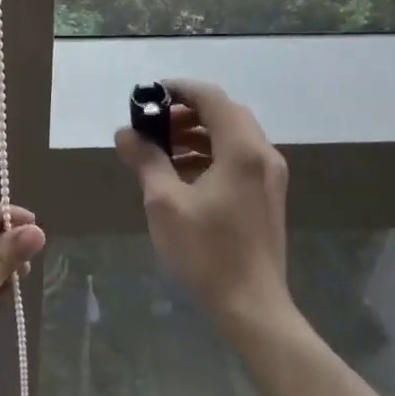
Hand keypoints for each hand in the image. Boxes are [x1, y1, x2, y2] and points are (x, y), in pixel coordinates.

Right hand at [115, 79, 292, 336]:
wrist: (253, 307)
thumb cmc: (206, 252)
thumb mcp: (165, 203)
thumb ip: (146, 160)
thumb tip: (125, 134)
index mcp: (242, 150)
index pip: (212, 98)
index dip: (179, 89)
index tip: (149, 95)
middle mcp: (263, 155)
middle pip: (225, 114)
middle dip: (187, 113)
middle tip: (153, 125)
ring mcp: (269, 176)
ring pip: (233, 136)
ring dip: (198, 134)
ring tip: (162, 150)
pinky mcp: (267, 196)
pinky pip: (239, 158)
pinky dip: (211, 154)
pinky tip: (183, 175)